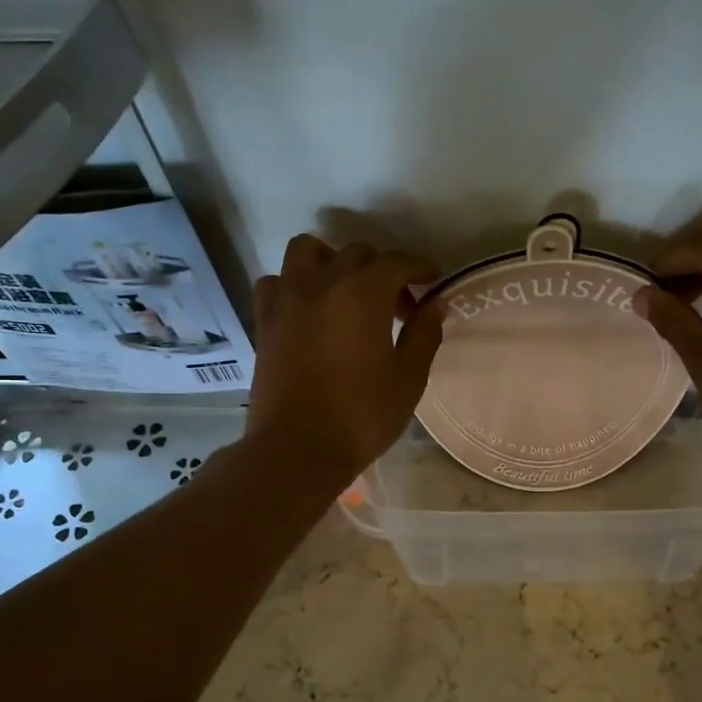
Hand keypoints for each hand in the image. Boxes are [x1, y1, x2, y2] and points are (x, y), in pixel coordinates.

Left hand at [246, 236, 443, 483]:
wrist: (298, 449)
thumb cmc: (362, 416)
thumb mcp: (408, 379)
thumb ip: (425, 334)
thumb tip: (436, 304)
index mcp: (364, 294)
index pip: (397, 262)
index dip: (420, 267)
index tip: (433, 281)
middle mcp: (323, 283)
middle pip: (357, 254)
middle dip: (383, 271)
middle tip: (398, 307)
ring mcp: (288, 299)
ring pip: (308, 251)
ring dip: (332, 261)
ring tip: (346, 291)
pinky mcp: (265, 321)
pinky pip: (276, 282)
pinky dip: (293, 285)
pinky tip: (307, 309)